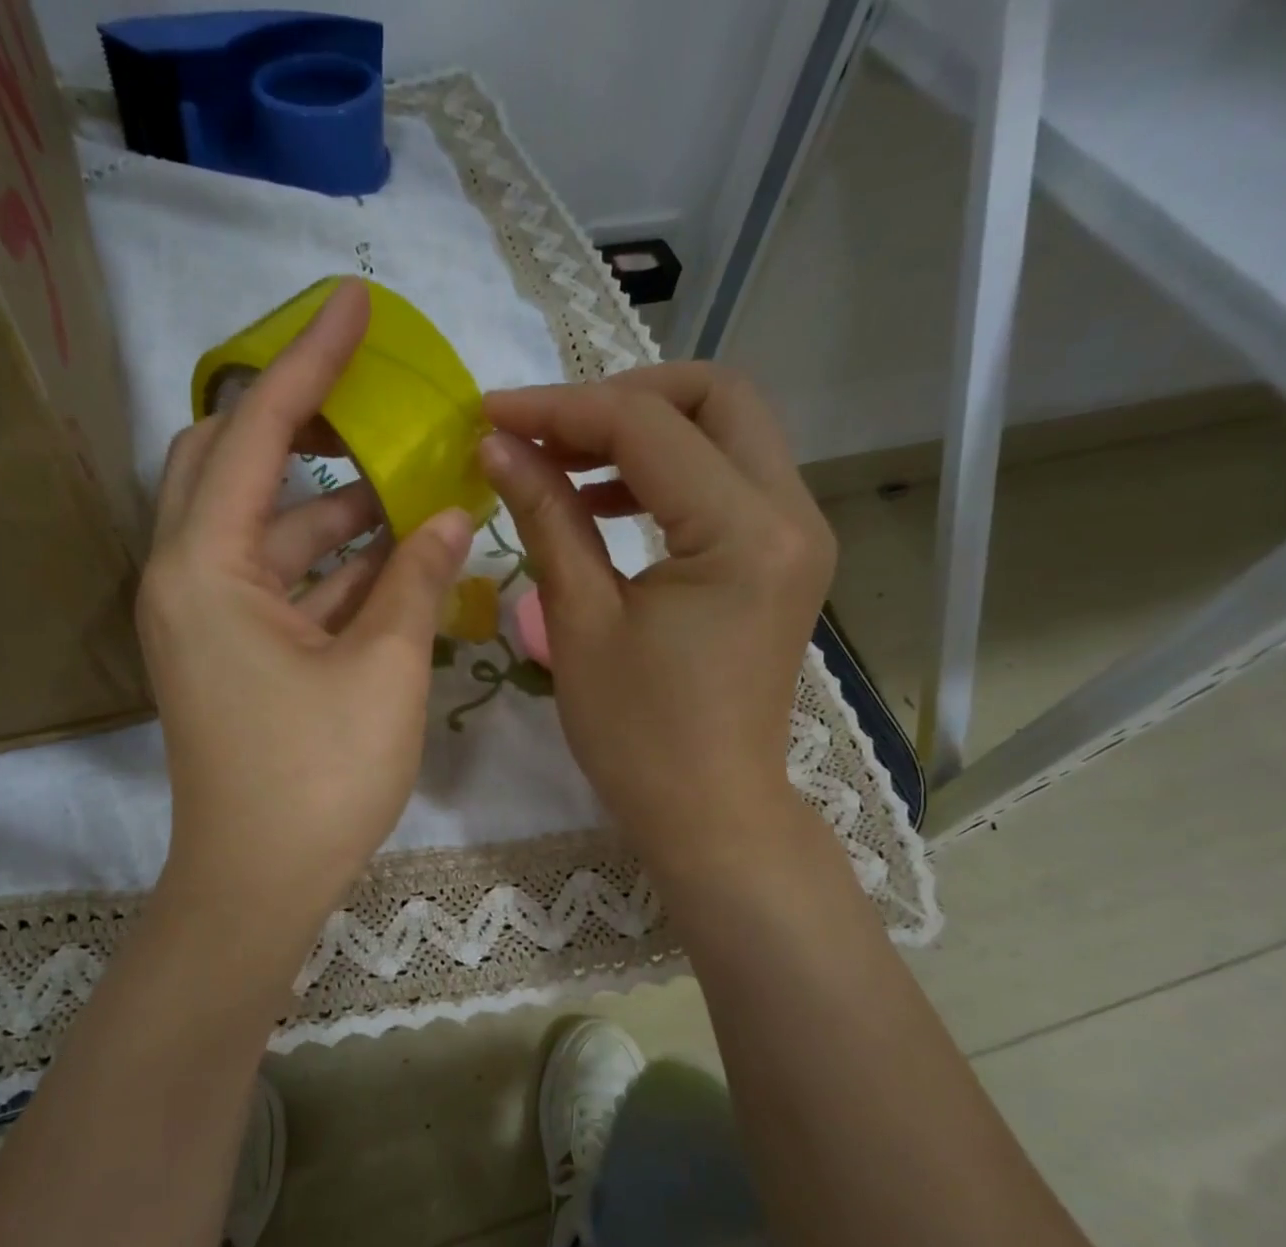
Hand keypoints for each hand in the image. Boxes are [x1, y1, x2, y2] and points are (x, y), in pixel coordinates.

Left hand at [138, 280, 473, 942]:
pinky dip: (328, 567)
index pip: (253, 430)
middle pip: (230, 465)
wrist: (258, 885)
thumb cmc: (317, 778)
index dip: (309, 361)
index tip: (352, 301)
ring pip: (264, 532)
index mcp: (204, 567)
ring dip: (331, 508)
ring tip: (411, 485)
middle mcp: (186, 579)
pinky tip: (391, 557)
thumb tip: (455, 510)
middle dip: (300, 425)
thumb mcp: (383, 668)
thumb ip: (416, 576)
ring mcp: (205, 621)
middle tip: (372, 400)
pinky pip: (277, 585)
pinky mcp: (229, 656)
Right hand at [478, 363, 834, 871]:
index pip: (647, 426)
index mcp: (743, 533)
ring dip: (643, 431)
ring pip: (727, 431)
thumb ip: (546, 517)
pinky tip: (606, 501)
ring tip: (563, 464)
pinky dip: (667, 472)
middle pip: (715, 397)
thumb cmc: (637, 734)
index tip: (489, 414)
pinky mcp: (782, 558)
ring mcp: (796, 534)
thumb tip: (498, 447)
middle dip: (619, 398)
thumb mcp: (580, 621)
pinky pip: (729, 480)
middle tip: (544, 432)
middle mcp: (791, 514)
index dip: (559, 410)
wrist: (707, 811)